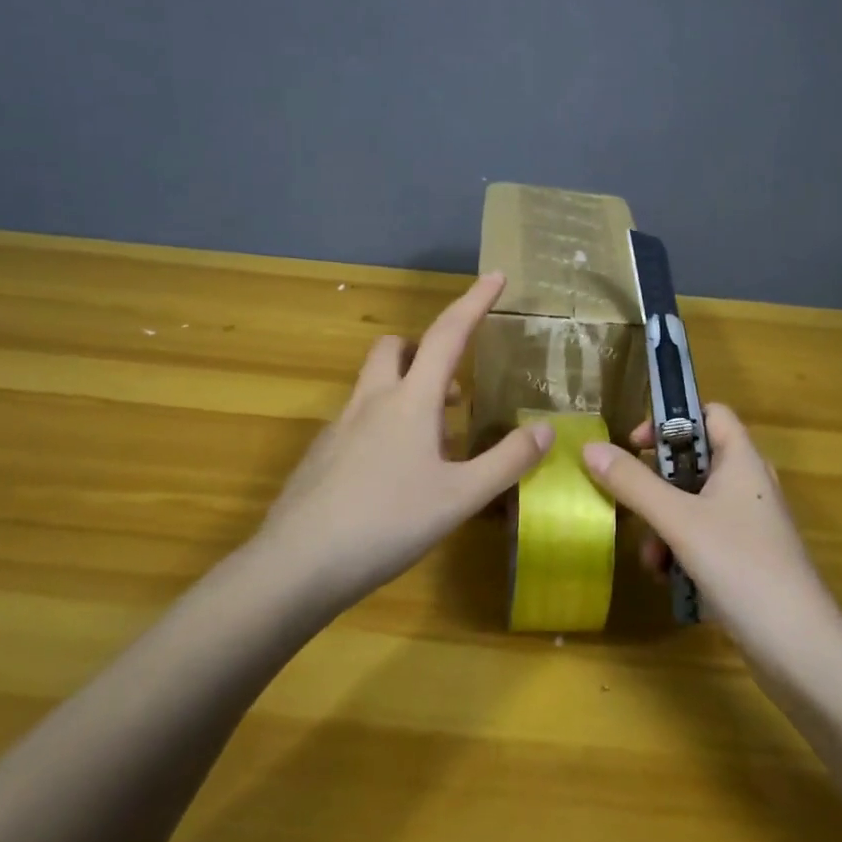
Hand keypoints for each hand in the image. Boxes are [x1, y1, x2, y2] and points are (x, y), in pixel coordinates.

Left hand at [257, 273, 553, 603]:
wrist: (297, 565)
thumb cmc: (387, 523)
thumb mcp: (460, 498)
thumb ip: (506, 462)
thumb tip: (544, 430)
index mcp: (410, 401)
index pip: (447, 334)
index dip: (474, 302)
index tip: (497, 276)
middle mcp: (371, 401)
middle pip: (395, 348)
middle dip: (426, 349)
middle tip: (454, 387)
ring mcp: (339, 426)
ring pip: (374, 384)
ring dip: (407, 389)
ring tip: (435, 439)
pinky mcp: (322, 455)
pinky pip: (358, 419)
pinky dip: (384, 423)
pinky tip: (395, 473)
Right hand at [581, 406, 841, 658]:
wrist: (798, 646)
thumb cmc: (741, 566)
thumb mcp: (679, 521)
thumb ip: (633, 483)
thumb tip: (590, 447)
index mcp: (742, 460)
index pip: (711, 413)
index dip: (671, 419)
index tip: (635, 444)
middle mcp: (748, 484)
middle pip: (695, 461)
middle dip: (657, 482)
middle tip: (630, 499)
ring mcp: (750, 523)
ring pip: (695, 503)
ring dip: (664, 523)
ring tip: (650, 557)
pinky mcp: (747, 557)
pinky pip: (704, 536)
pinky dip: (681, 548)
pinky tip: (667, 577)